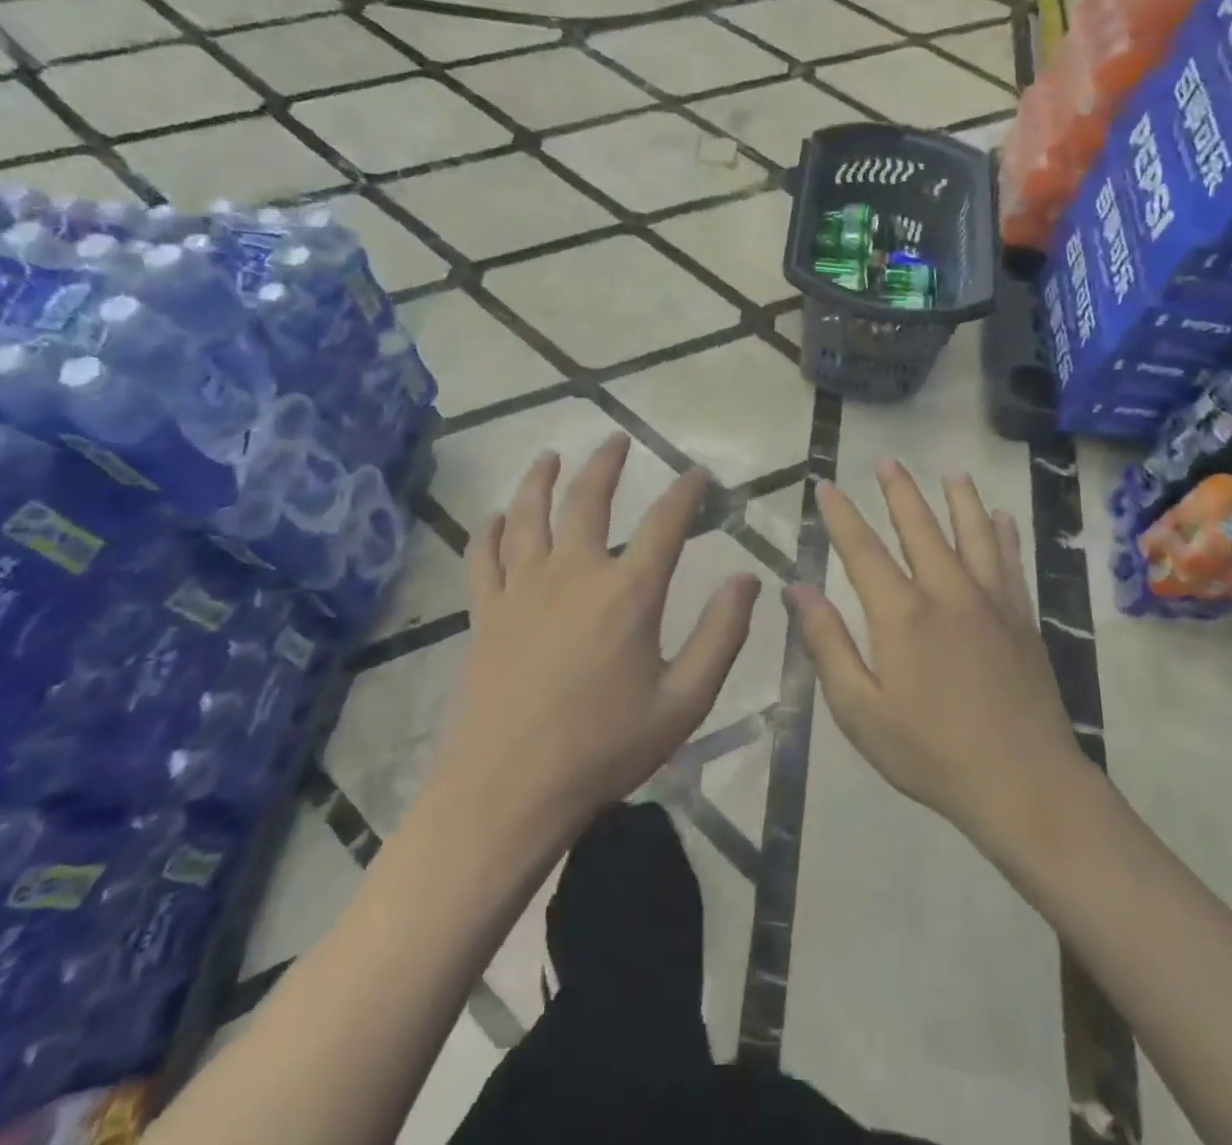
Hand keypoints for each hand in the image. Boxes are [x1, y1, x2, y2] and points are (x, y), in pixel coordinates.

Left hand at [433, 433, 760, 839]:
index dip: (686, 492)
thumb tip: (747, 579)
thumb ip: (720, 636)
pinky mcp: (485, 612)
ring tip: (550, 456)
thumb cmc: (603, 750)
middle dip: (606, 463)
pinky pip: (484, 556)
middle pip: (588, 499)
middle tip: (617, 439)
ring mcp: (522, 589)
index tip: (698, 474)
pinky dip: (490, 529)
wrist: (507, 792)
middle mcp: (573, 574)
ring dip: (541, 479)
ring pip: (529, 514)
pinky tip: (497, 516)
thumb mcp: (683, 702)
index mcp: (628, 593)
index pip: (666, 523)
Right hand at [788, 460, 1092, 852]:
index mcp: (902, 614)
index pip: (862, 550)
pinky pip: (1012, 563)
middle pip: (920, 528)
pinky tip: (1003, 518)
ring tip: (953, 474)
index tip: (826, 486)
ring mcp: (991, 603)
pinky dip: (1005, 535)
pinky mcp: (1022, 620)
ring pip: (974, 535)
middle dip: (899, 492)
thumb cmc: (930, 752)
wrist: (1025, 785)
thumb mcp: (860, 709)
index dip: (842, 516)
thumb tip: (797, 589)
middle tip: (887, 460)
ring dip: (960, 500)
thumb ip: (827, 644)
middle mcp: (947, 592)